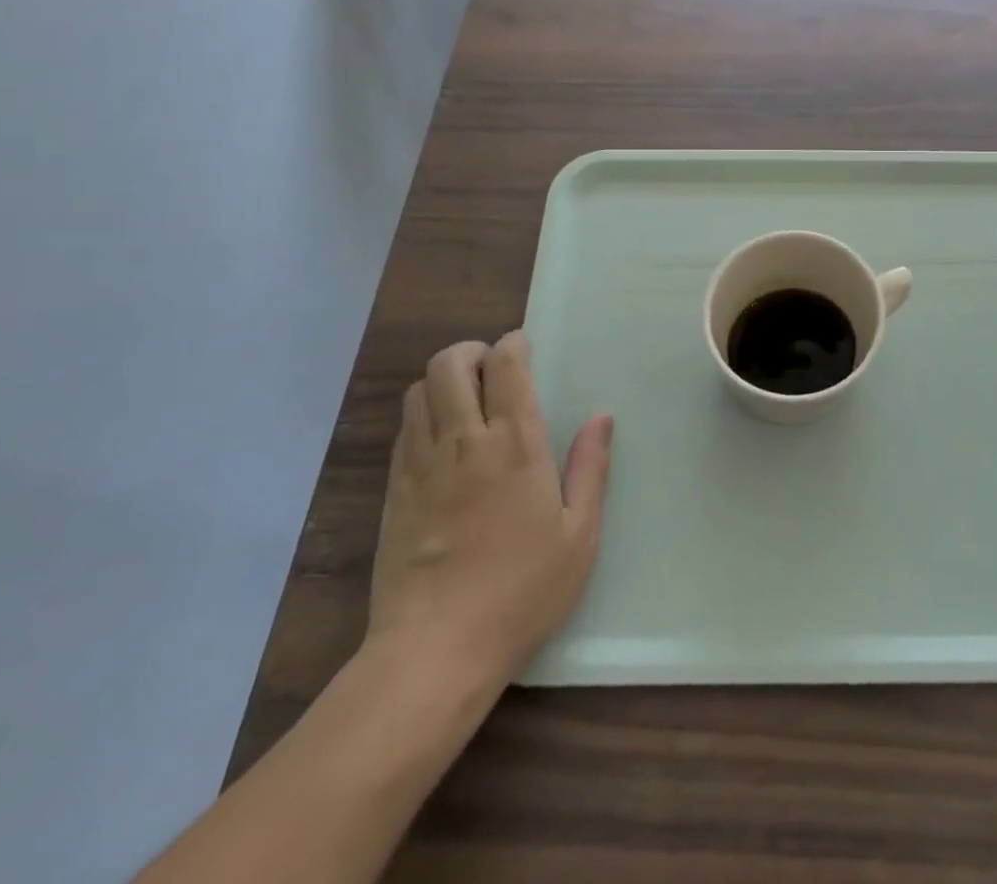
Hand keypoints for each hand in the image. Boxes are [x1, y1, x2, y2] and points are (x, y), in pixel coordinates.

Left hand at [367, 332, 612, 688]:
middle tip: (492, 368)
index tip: (523, 346)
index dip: (513, 344)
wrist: (434, 651)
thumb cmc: (521, 592)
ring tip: (465, 399)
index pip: (505, 365)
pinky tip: (442, 439)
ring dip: (443, 380)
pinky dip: (422, 414)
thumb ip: (591, 469)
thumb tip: (602, 418)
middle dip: (471, 351)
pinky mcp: (394, 490)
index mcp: (516, 444)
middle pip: (450, 364)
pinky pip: (403, 429)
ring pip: (419, 390)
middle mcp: (464, 441)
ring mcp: (421, 464)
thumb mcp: (579, 536)